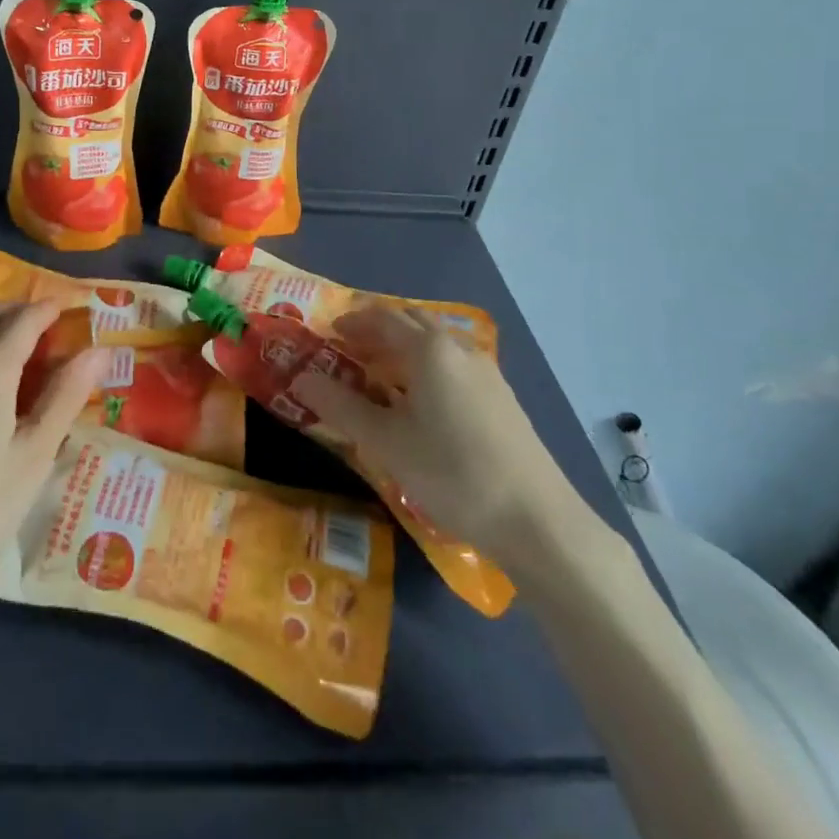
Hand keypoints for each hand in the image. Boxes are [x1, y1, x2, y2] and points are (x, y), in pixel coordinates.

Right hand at [289, 304, 583, 564]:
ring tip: (379, 379)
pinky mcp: (501, 398)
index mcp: (430, 350)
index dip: (352, 322)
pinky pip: (453, 365)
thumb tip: (301, 379)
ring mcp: (486, 372)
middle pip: (412, 324)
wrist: (537, 520)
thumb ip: (340, 406)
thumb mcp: (386, 443)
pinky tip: (420, 405)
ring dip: (403, 350)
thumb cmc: (452, 473)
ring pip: (435, 345)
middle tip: (349, 353)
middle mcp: (459, 349)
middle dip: (378, 332)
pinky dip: (427, 369)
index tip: (329, 335)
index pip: (383, 318)